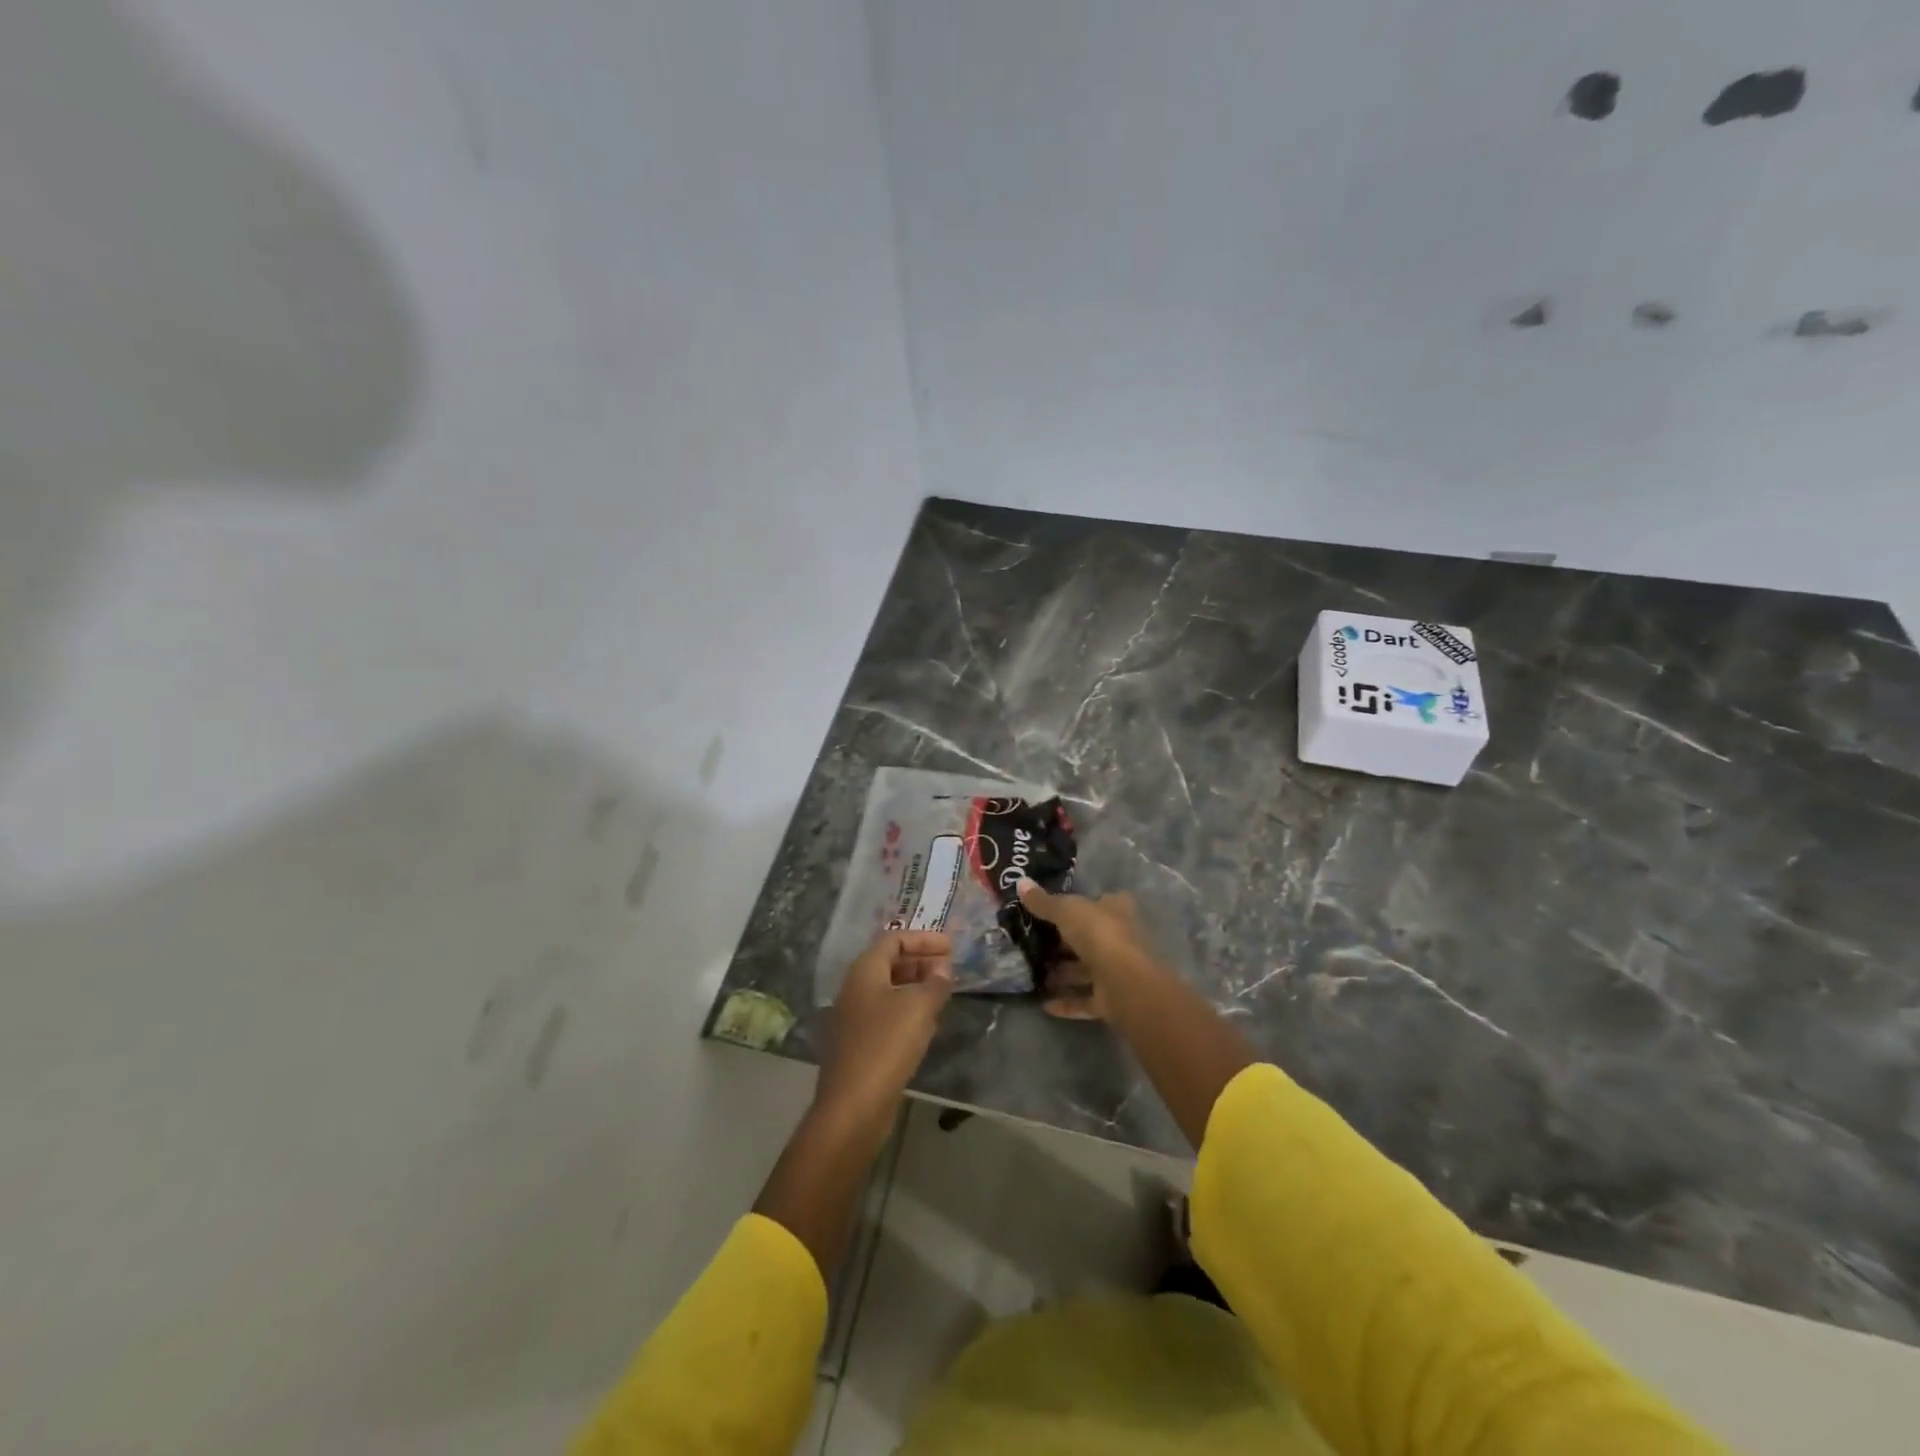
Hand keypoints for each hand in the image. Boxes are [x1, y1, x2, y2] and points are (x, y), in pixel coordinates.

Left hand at [816, 930, 953, 1115]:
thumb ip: (935, 983)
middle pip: (890, 962)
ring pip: (889, 989)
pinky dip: (908, 1009)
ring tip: (944, 992)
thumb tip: (943, 968)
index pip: (894, 939)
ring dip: (916, 986)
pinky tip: (927, 1023)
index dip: (923, 938)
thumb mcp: (919, 1008)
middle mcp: (855, 988)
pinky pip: (887, 1014)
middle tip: (950, 968)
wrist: (853, 1106)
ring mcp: (854, 1017)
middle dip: (921, 961)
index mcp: (864, 971)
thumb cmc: (886, 1045)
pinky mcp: (859, 1044)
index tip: (951, 946)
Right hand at [1017, 879, 1150, 1020]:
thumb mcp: (1066, 910)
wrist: (1124, 982)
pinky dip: (1066, 1002)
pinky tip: (1043, 1004)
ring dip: (1063, 975)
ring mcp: (1117, 970)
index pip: (1099, 902)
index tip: (1053, 909)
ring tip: (1033, 974)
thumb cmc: (1098, 933)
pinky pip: (1085, 999)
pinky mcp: (1112, 999)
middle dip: (1064, 943)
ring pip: (1087, 971)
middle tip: (1033, 943)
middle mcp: (1120, 938)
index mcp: (1115, 910)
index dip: (1079, 904)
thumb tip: (1020, 882)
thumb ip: (1044, 901)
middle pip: (1089, 938)